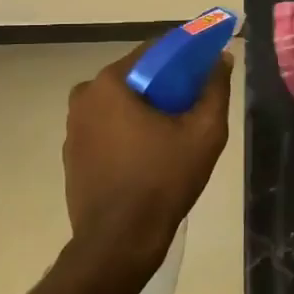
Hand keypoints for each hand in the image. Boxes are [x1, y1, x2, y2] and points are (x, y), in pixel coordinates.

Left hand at [63, 41, 233, 281]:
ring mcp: (73, 128)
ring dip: (145, 110)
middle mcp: (84, 97)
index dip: (184, 55)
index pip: (154, 51)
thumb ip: (215, 89)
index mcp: (110, 83)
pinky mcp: (72, 155)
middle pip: (135, 78)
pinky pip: (106, 129)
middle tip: (193, 104)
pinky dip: (127, 132)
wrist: (119, 241)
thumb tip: (221, 59)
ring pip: (120, 105)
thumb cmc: (162, 181)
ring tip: (175, 134)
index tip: (205, 66)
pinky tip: (149, 155)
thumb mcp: (204, 133)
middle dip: (165, 85)